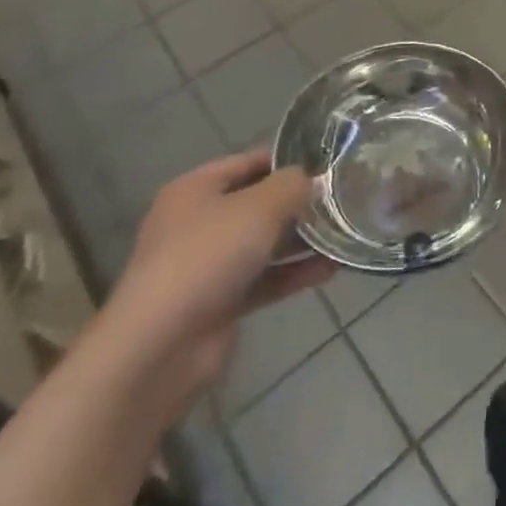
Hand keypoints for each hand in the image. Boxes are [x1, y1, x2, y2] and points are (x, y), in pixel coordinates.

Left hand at [105, 150, 333, 399]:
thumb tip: (310, 178)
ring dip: (300, 240)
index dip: (287, 159)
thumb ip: (291, 185)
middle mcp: (198, 223)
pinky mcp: (219, 303)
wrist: (161, 346)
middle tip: (342, 198)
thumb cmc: (208, 256)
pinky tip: (331, 269)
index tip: (327, 163)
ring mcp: (207, 265)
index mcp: (195, 189)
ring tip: (344, 232)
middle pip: (257, 203)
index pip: (248, 161)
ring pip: (263, 243)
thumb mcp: (259, 206)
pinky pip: (264, 279)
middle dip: (298, 202)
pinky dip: (293, 273)